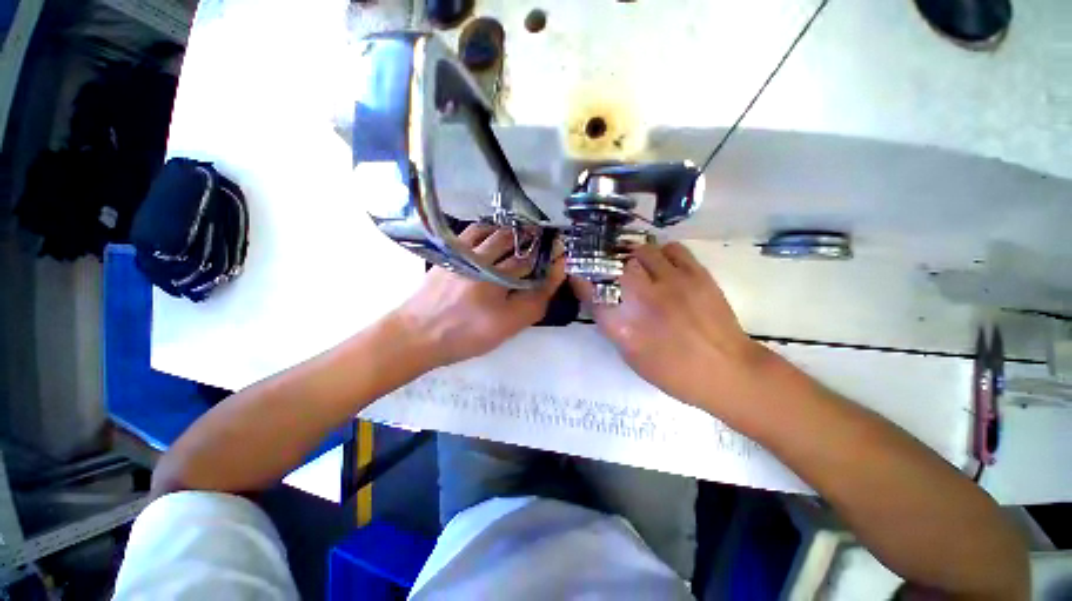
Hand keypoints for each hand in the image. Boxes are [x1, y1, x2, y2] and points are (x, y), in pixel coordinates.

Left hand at [394, 224, 564, 368]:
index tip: (561, 254)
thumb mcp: (509, 326)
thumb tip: (554, 275)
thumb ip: (535, 301)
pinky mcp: (450, 252)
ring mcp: (463, 252)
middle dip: (534, 238)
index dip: (550, 256)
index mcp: (497, 279)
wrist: (418, 335)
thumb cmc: (467, 334)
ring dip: (513, 231)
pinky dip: (490, 230)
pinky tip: (495, 237)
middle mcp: (481, 258)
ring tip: (525, 238)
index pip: (533, 260)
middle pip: (515, 239)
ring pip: (495, 231)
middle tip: (546, 242)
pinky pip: (474, 231)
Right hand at [571, 242, 770, 410]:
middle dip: (611, 266)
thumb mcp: (634, 356)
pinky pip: (673, 249)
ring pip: (644, 251)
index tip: (578, 276)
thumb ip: (615, 327)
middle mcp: (644, 299)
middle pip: (617, 266)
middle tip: (614, 271)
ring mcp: (672, 283)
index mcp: (625, 327)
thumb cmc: (674, 371)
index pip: (593, 296)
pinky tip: (664, 263)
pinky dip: (663, 252)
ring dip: (636, 257)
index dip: (582, 283)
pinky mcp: (697, 275)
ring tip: (639, 265)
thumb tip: (604, 303)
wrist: (727, 371)